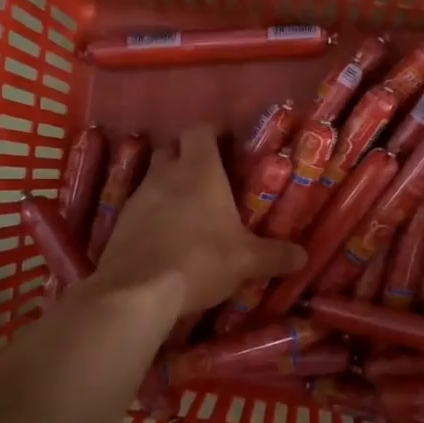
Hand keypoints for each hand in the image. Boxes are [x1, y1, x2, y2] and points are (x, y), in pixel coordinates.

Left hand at [91, 126, 305, 313]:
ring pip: (154, 177)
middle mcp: (165, 175)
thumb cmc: (200, 260)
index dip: (213, 132)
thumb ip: (275, 255)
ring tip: (190, 209)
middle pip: (173, 150)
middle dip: (188, 156)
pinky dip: (154, 213)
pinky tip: (166, 235)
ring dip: (170, 186)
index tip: (228, 143)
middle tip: (210, 176)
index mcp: (199, 170)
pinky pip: (140, 207)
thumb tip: (302, 255)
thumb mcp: (246, 261)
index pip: (200, 131)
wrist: (138, 291)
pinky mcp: (120, 222)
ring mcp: (138, 197)